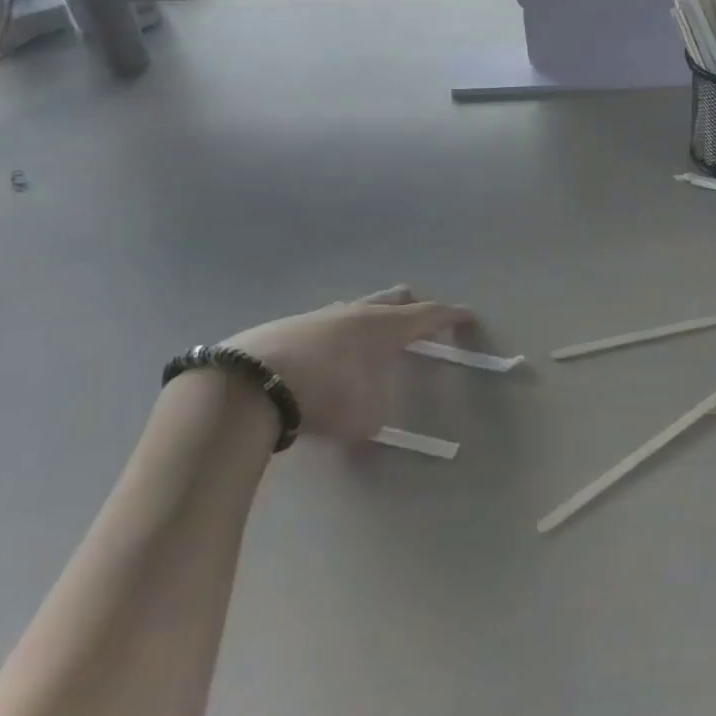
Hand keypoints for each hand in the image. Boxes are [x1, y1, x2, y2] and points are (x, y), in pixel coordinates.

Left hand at [222, 286, 470, 442]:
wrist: (248, 385)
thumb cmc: (325, 396)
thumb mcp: (365, 418)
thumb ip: (378, 414)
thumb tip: (373, 417)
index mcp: (387, 327)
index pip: (431, 314)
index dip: (452, 315)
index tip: (467, 316)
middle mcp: (359, 312)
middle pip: (396, 297)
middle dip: (412, 307)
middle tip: (420, 324)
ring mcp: (320, 314)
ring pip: (357, 306)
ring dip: (370, 319)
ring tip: (368, 343)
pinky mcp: (287, 324)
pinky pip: (323, 323)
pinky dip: (334, 336)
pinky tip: (324, 357)